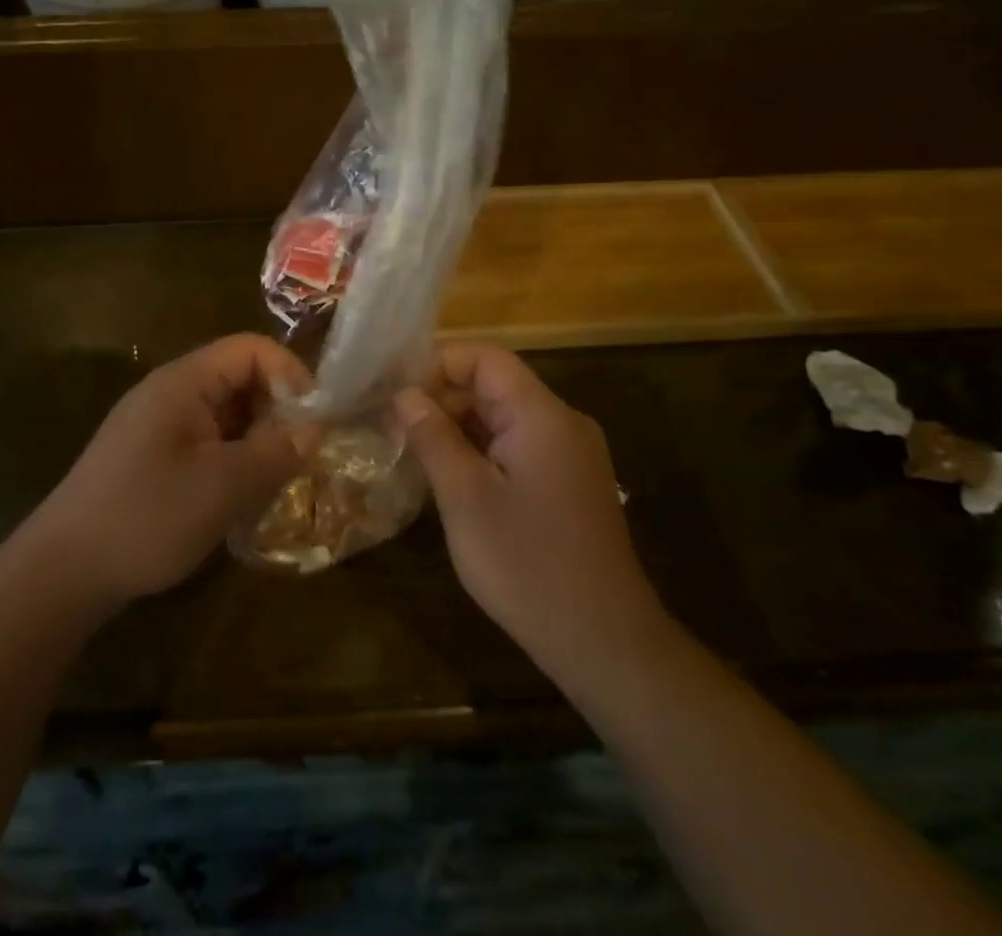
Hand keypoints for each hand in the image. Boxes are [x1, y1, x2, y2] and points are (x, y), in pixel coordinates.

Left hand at [27, 334, 312, 608]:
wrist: (62, 571)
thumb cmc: (146, 517)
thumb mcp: (222, 486)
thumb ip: (274, 452)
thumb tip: (314, 430)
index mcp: (184, 382)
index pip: (251, 349)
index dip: (290, 374)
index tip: (314, 421)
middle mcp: (171, 392)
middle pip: (240, 378)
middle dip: (277, 411)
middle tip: (300, 457)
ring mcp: (159, 425)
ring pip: (226, 413)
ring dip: (257, 439)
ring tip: (277, 481)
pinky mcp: (152, 456)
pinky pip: (207, 440)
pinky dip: (233, 459)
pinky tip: (242, 497)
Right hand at [392, 343, 666, 691]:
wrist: (605, 643)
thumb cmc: (528, 565)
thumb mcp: (466, 499)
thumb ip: (434, 437)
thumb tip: (406, 395)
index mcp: (542, 415)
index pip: (487, 358)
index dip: (438, 365)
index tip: (397, 393)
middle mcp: (563, 423)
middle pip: (496, 386)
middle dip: (444, 399)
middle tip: (395, 428)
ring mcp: (571, 455)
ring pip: (505, 418)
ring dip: (459, 428)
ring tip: (414, 453)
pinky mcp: (570, 483)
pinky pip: (519, 446)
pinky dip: (482, 452)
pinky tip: (452, 480)